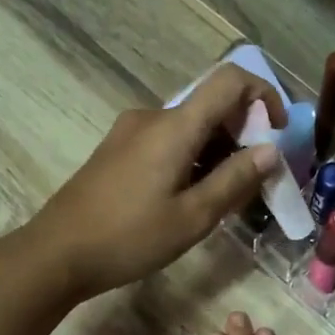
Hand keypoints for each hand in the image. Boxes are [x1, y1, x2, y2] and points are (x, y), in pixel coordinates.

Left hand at [23, 66, 283, 300]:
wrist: (57, 253)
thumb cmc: (129, 238)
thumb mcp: (193, 217)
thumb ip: (235, 180)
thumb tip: (271, 151)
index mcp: (174, 126)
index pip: (229, 80)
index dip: (263, 96)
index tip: (277, 134)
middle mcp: (152, 117)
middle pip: (210, 106)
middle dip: (243, 135)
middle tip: (255, 181)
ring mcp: (130, 132)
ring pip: (189, 127)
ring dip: (217, 151)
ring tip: (225, 197)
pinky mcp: (117, 151)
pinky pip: (166, 141)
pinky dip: (191, 158)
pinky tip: (191, 197)